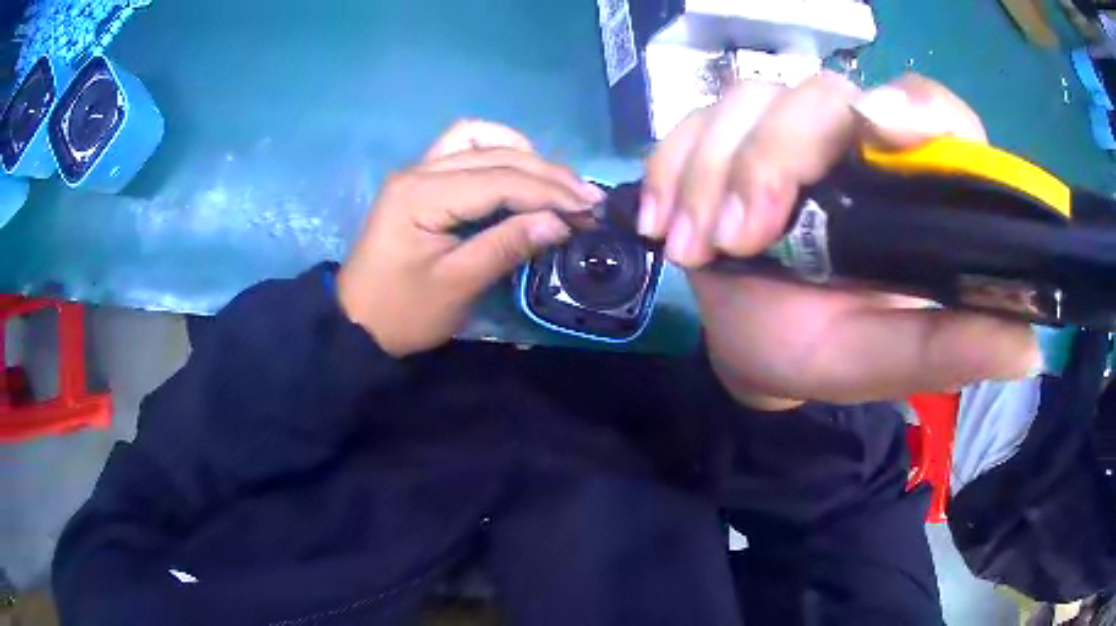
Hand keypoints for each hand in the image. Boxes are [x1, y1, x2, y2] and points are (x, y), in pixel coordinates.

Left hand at [338, 120, 602, 356]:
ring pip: (478, 139)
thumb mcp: (456, 286)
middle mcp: (419, 169)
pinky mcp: (420, 181)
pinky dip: (497, 154)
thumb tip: (560, 222)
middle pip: (494, 153)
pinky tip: (518, 172)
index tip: (590, 209)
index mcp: (422, 194)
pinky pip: (463, 148)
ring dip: (522, 155)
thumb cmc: (402, 312)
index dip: (550, 193)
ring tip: (555, 183)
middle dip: (546, 174)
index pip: (499, 179)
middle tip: (586, 199)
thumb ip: (507, 246)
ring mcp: (417, 171)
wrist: (355, 323)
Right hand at [641, 73, 1039, 407]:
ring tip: (693, 249)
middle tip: (737, 238)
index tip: (875, 129)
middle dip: (770, 159)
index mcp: (913, 185)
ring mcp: (789, 132)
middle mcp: (858, 141)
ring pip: (745, 102)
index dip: (911, 108)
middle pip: (819, 97)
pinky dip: (669, 166)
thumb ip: (953, 348)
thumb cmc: (828, 350)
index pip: (932, 112)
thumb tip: (1030, 348)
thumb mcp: (889, 359)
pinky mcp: (730, 139)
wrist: (756, 346)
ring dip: (708, 170)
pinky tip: (662, 222)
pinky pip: (691, 122)